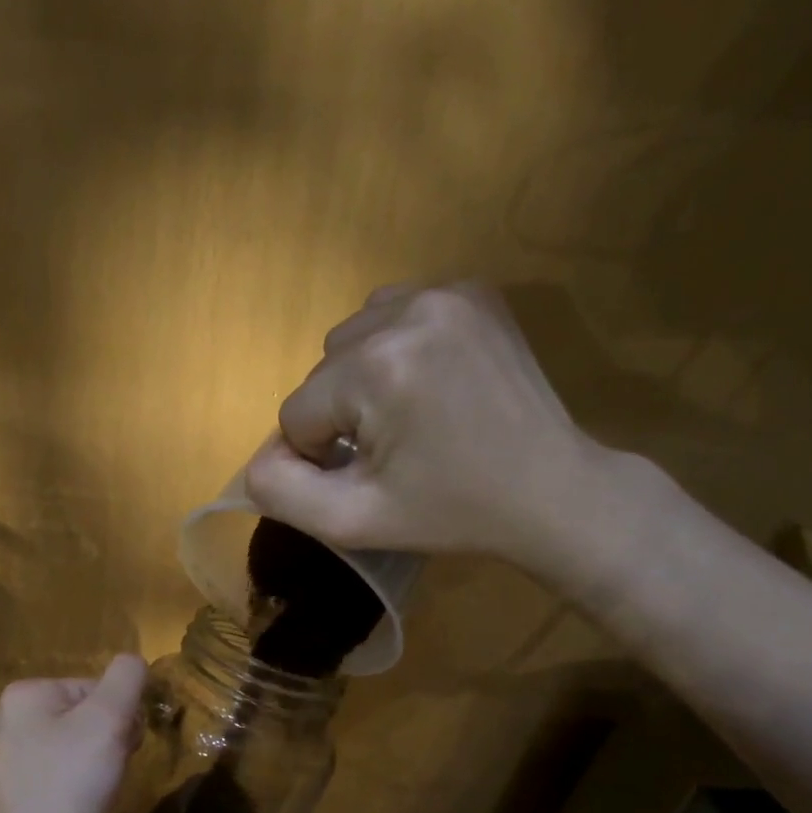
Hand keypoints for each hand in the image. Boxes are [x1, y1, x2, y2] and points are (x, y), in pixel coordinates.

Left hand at [0, 655, 148, 812]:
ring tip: (100, 793)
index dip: (120, 715)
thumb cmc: (70, 786)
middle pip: (86, 715)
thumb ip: (127, 678)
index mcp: (25, 694)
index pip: (96, 688)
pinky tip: (86, 809)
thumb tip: (134, 663)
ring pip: (78, 746)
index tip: (123, 747)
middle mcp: (10, 721)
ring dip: (100, 765)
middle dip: (110, 740)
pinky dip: (81, 787)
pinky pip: (63, 775)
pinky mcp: (17, 795)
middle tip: (112, 771)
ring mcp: (10, 760)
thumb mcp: (108, 720)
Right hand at [244, 282, 627, 578]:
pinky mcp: (471, 290)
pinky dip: (392, 348)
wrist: (551, 490)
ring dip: (360, 380)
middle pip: (321, 371)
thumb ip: (281, 492)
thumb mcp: (352, 522)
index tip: (374, 474)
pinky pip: (392, 313)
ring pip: (350, 339)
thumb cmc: (450, 512)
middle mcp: (406, 311)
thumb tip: (259, 458)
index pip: (297, 412)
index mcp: (377, 368)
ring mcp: (444, 292)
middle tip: (394, 449)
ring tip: (410, 414)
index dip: (323, 455)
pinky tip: (427, 381)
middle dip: (341, 414)